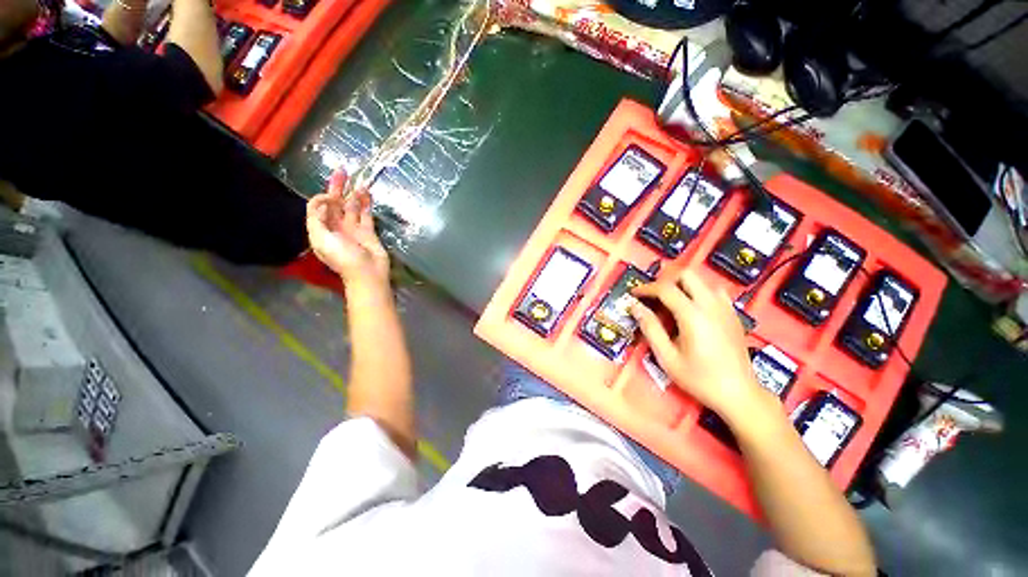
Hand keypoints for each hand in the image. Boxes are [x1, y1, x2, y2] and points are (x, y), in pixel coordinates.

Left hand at [306, 172, 389, 292]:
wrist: (368, 273)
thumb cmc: (343, 258)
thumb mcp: (321, 239)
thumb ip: (317, 219)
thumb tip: (324, 202)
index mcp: (321, 229)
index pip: (318, 208)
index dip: (322, 198)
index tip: (331, 196)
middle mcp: (336, 227)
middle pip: (335, 204)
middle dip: (337, 188)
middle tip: (342, 171)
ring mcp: (353, 229)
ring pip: (352, 207)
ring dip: (354, 195)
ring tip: (359, 181)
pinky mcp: (368, 232)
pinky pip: (366, 214)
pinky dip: (366, 204)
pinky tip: (368, 194)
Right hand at [629, 270, 768, 421]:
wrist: (739, 394)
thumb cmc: (699, 378)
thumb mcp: (667, 357)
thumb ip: (650, 328)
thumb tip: (635, 307)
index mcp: (693, 315)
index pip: (665, 289)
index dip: (646, 288)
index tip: (634, 294)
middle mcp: (711, 305)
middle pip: (686, 275)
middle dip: (665, 280)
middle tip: (653, 295)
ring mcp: (725, 308)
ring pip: (701, 281)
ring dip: (683, 285)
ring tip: (670, 301)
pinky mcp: (733, 314)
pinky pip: (714, 292)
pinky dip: (699, 292)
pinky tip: (693, 308)